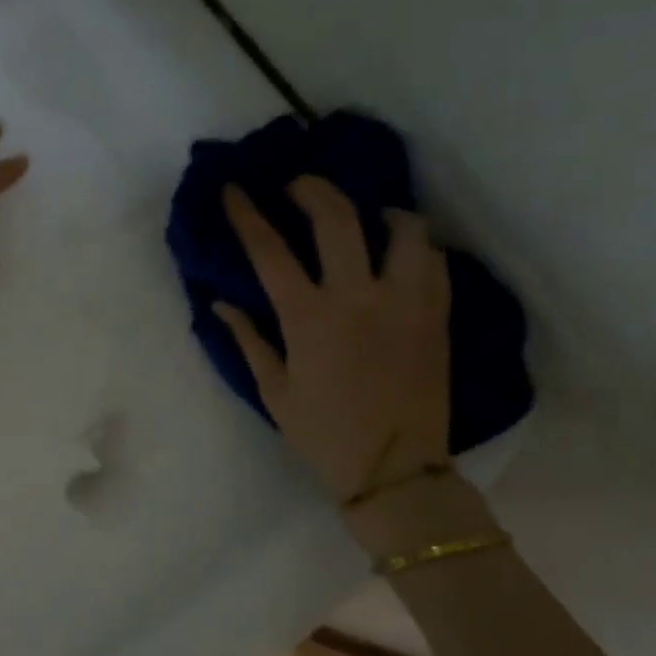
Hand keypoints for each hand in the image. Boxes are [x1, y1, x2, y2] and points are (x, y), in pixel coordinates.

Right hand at [216, 178, 450, 502]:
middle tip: (298, 186)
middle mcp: (358, 298)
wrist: (395, 469)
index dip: (247, 214)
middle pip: (337, 219)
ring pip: (403, 228)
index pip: (269, 251)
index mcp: (309, 319)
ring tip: (366, 217)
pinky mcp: (436, 314)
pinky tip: (400, 252)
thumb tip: (220, 303)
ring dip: (379, 211)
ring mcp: (405, 302)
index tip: (233, 189)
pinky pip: (432, 259)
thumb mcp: (273, 391)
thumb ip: (247, 339)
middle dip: (312, 189)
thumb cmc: (322, 433)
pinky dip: (414, 244)